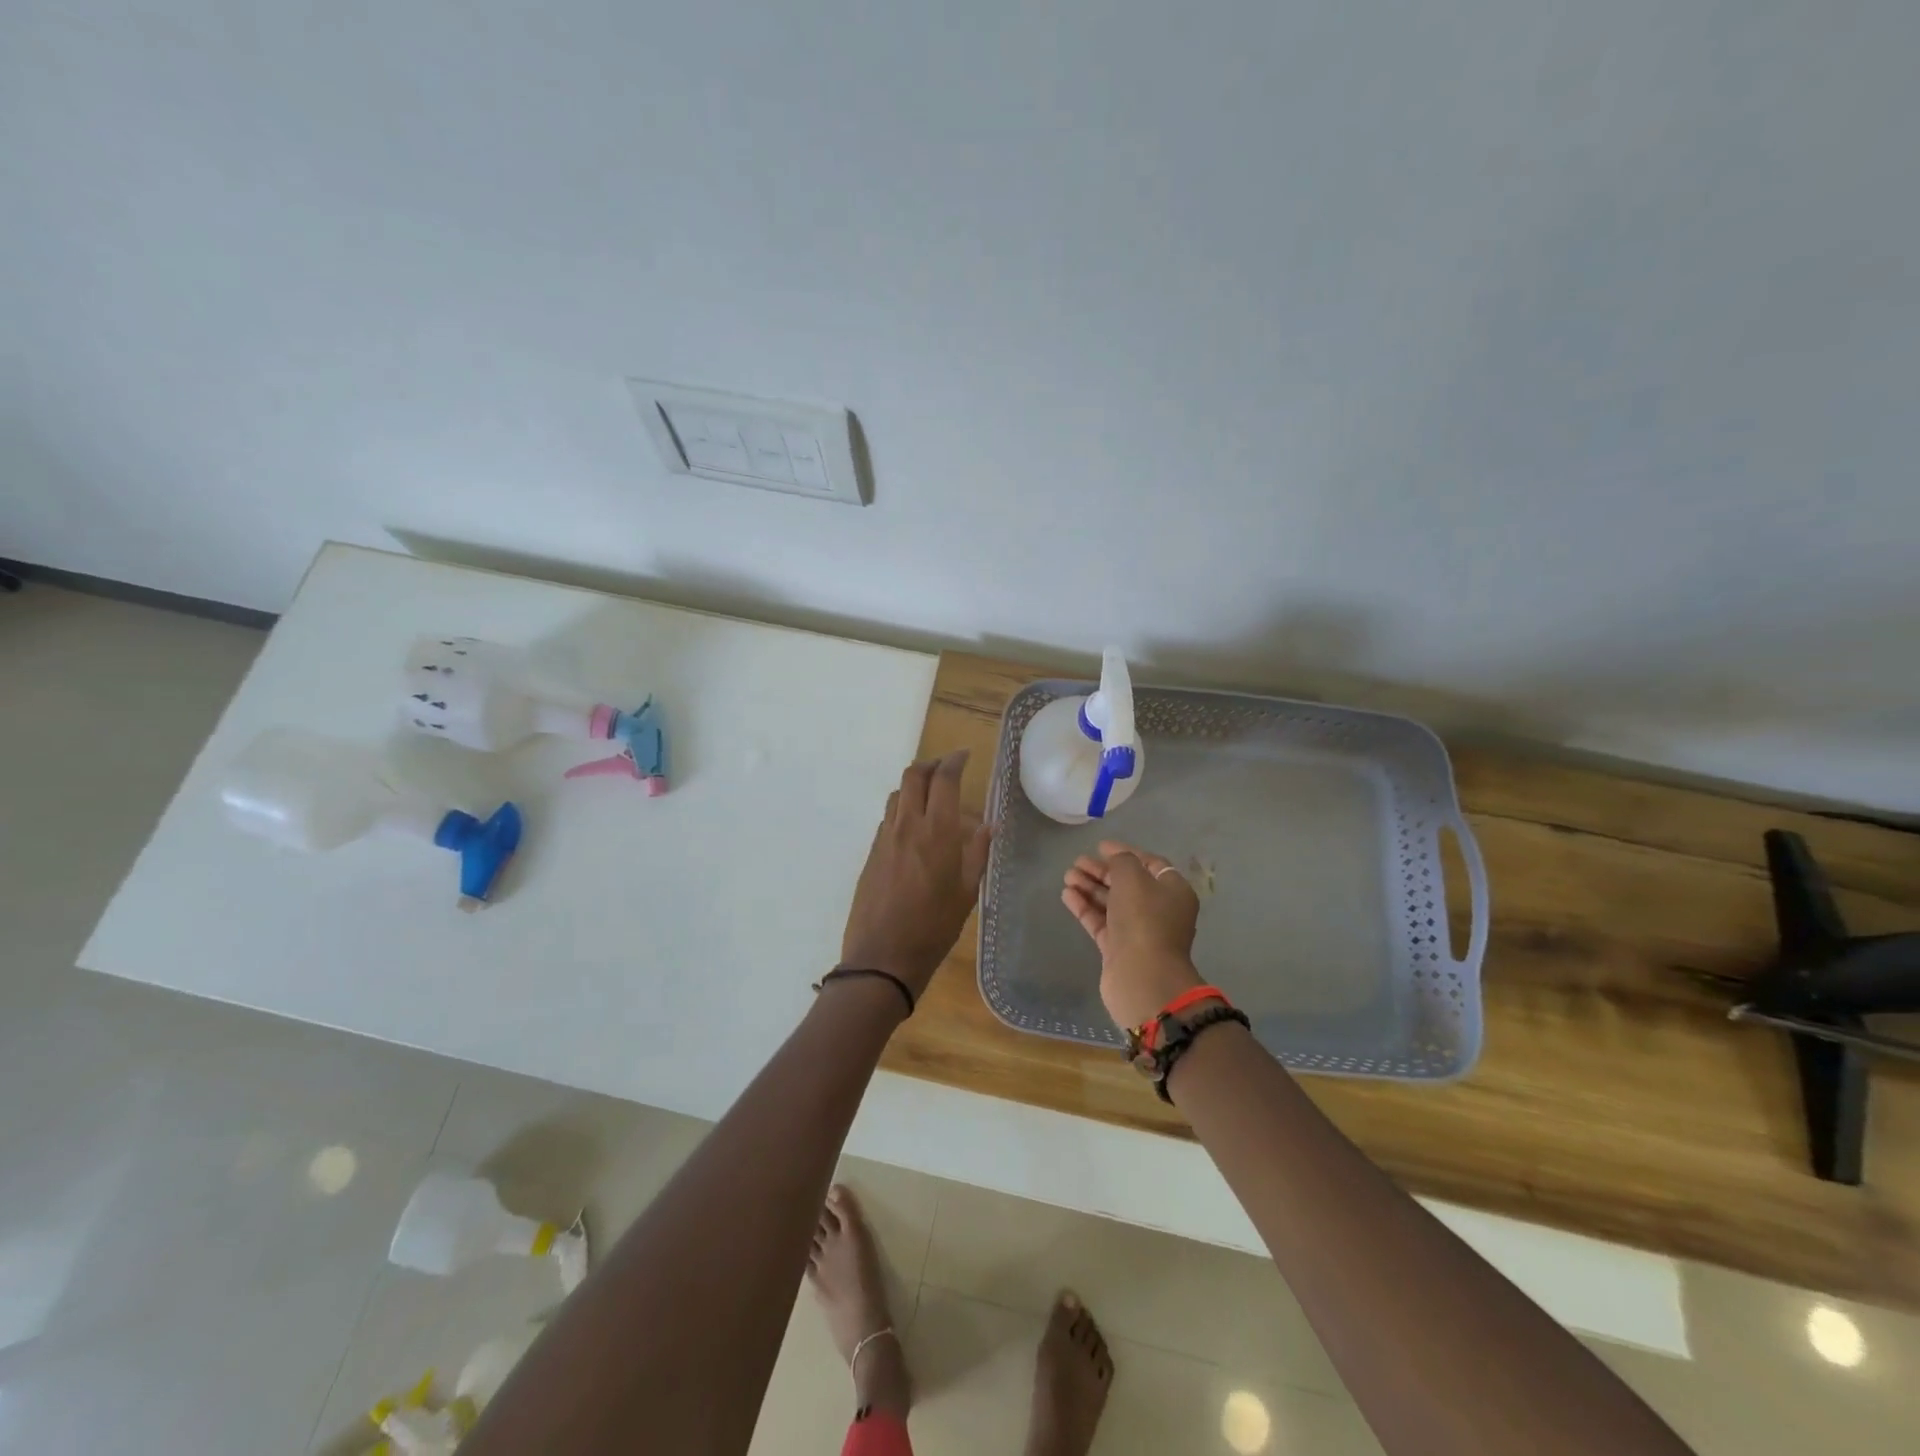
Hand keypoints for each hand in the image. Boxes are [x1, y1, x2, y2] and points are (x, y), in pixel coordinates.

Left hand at [840, 752, 992, 997]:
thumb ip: (977, 854)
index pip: (943, 780)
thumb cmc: (934, 928)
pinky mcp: (871, 852)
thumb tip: (987, 826)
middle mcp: (907, 825)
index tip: (964, 756)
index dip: (954, 761)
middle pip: (913, 775)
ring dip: (914, 785)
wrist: (882, 956)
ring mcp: (885, 837)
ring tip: (930, 794)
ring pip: (897, 794)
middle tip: (947, 768)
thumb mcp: (966, 893)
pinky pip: (888, 817)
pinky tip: (913, 826)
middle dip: (931, 764)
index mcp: (936, 832)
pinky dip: (902, 808)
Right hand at [1062, 841, 1204, 1027]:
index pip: (1150, 864)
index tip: (1100, 846)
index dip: (1125, 852)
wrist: (1142, 977)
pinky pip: (1101, 921)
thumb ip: (1122, 861)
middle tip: (1077, 862)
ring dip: (1090, 887)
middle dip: (1102, 871)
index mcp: (1173, 891)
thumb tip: (1116, 859)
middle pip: (1128, 883)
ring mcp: (1138, 931)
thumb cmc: (1143, 919)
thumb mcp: (1133, 878)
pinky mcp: (1118, 949)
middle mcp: (1159, 910)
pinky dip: (1085, 907)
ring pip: (1111, 903)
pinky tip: (1067, 894)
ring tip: (1067, 876)